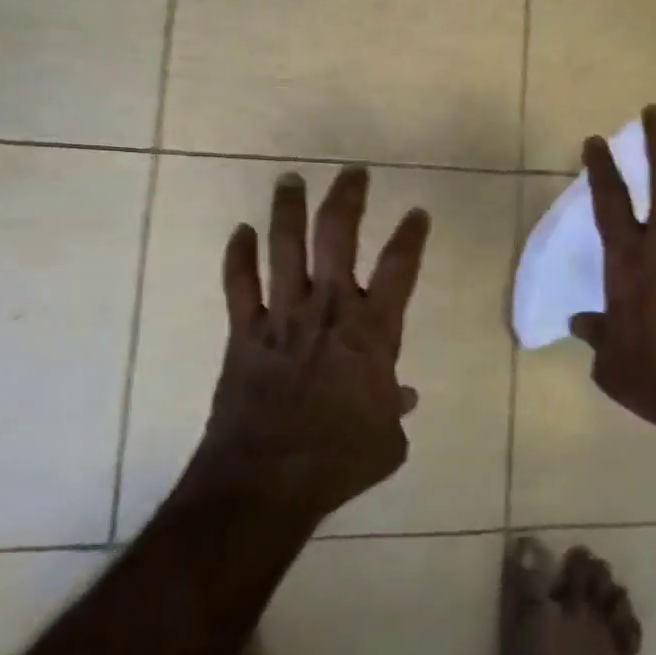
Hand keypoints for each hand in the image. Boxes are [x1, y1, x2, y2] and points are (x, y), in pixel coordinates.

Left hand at [190, 168, 429, 525]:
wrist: (266, 482)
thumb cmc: (339, 461)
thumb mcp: (387, 442)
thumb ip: (395, 411)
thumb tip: (401, 397)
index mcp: (373, 332)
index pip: (400, 267)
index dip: (411, 235)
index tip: (417, 213)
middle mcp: (329, 310)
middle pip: (337, 236)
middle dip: (347, 198)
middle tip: (353, 172)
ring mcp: (283, 317)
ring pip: (285, 247)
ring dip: (288, 210)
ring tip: (291, 179)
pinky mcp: (245, 333)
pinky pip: (239, 285)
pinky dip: (239, 256)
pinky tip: (241, 232)